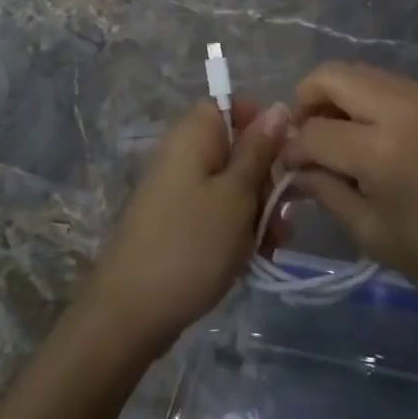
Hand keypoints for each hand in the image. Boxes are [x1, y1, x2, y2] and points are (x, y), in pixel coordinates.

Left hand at [83, 98, 289, 355]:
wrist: (131, 312)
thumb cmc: (191, 244)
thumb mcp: (236, 194)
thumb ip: (259, 150)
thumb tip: (279, 106)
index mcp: (193, 135)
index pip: (231, 106)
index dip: (261, 126)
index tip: (285, 157)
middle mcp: (182, 154)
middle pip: (235, 148)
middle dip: (266, 179)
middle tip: (282, 214)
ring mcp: (177, 189)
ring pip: (230, 185)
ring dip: (257, 210)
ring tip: (273, 245)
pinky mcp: (177, 221)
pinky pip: (215, 211)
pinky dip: (237, 229)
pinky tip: (256, 257)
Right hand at [284, 62, 417, 312]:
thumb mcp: (372, 234)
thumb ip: (326, 191)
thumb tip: (293, 169)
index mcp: (382, 150)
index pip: (314, 132)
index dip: (291, 150)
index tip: (288, 168)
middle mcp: (402, 108)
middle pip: (332, 75)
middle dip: (306, 101)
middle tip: (305, 137)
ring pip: (360, 71)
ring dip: (337, 96)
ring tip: (336, 135)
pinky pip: (388, 82)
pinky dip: (366, 98)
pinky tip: (370, 134)